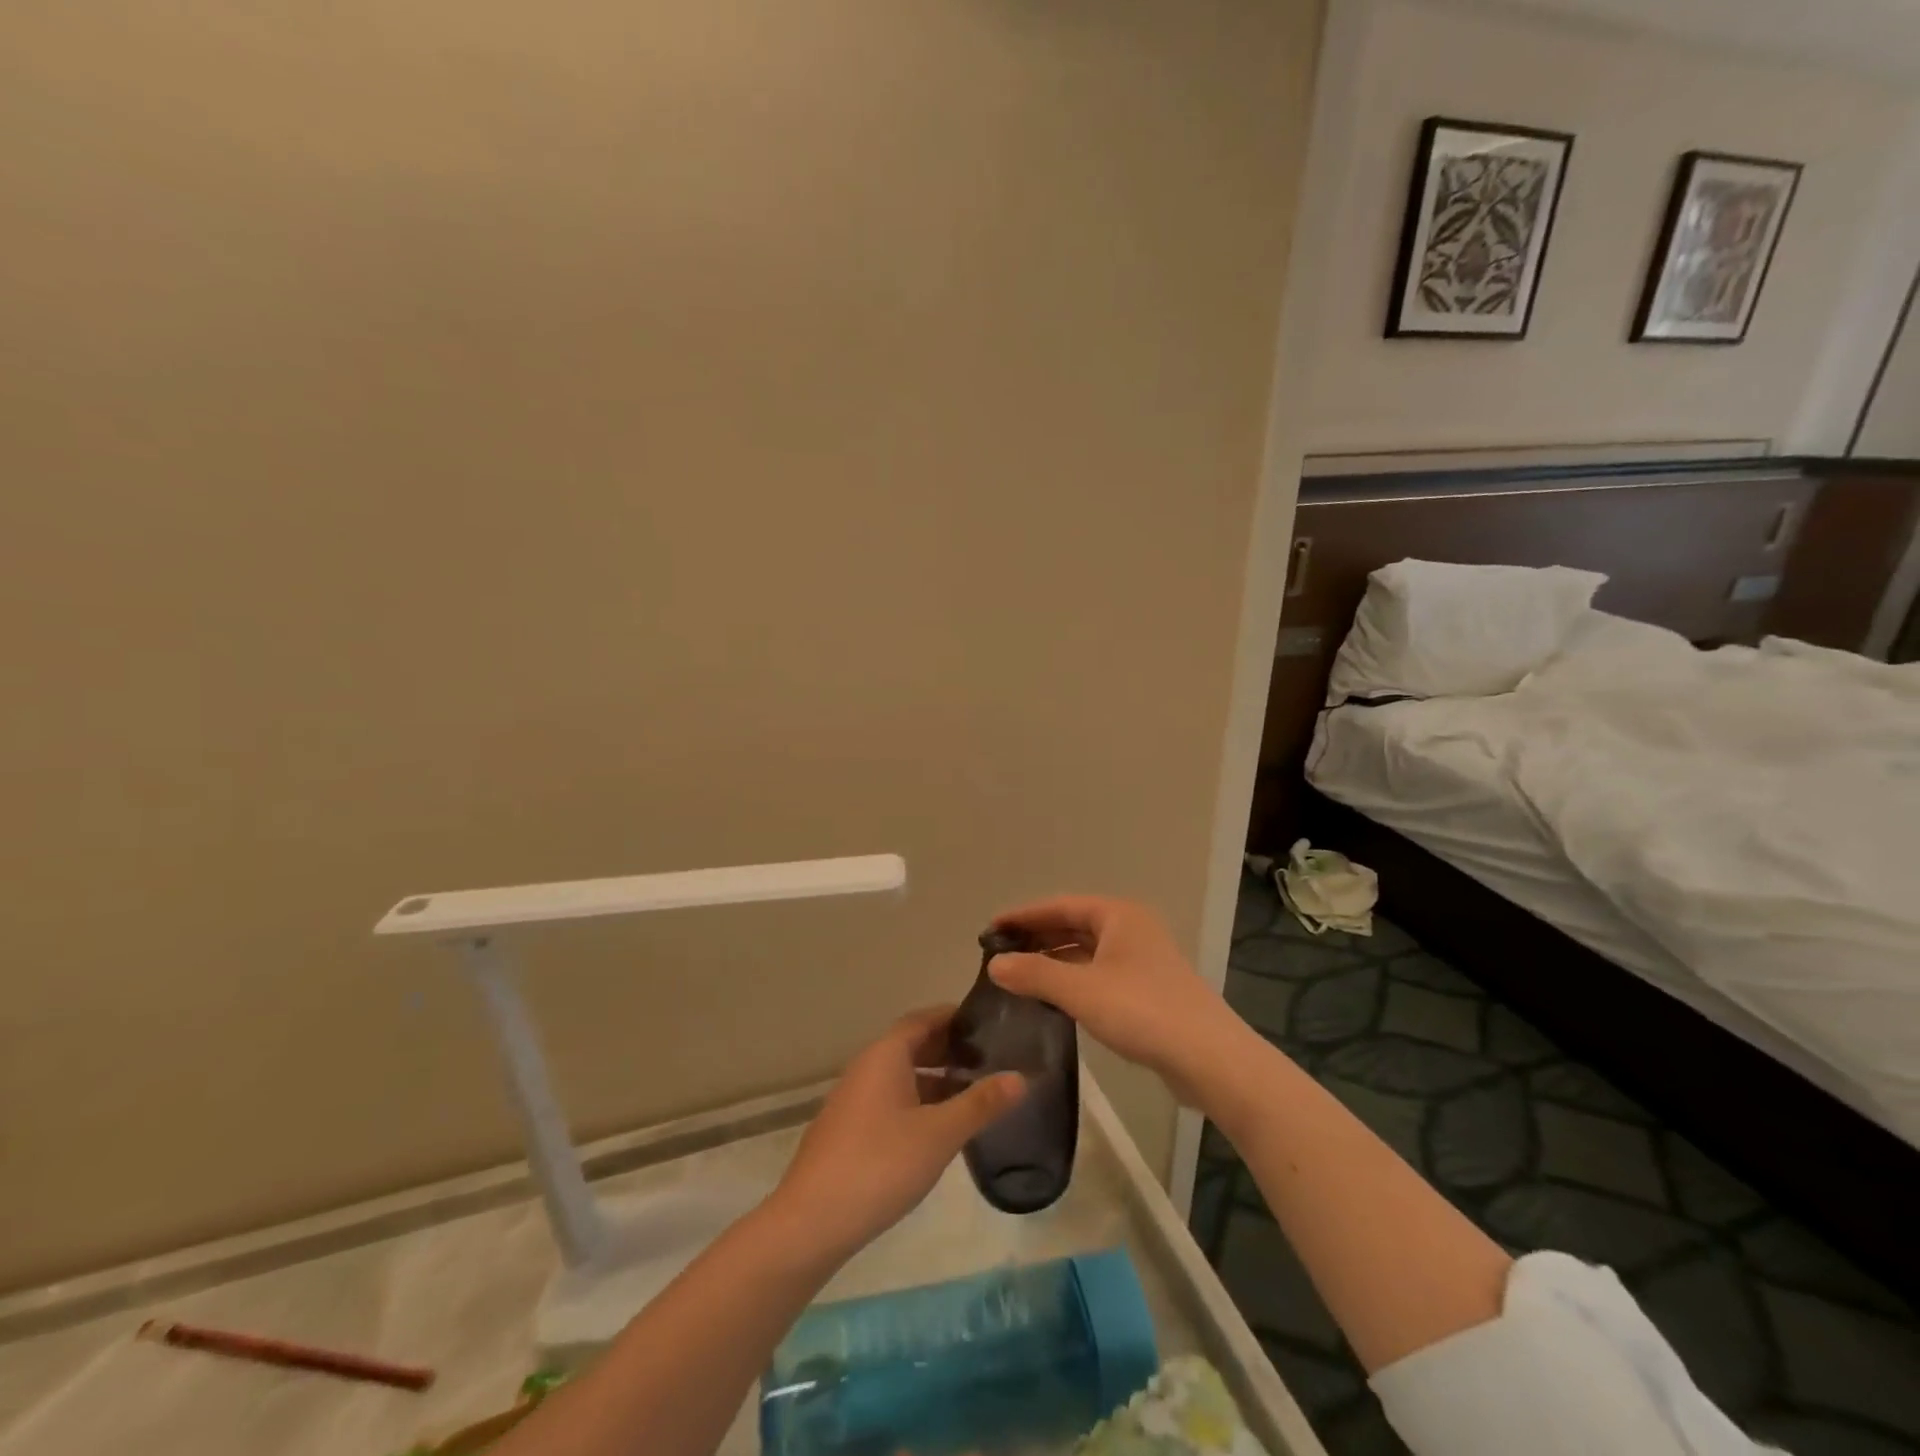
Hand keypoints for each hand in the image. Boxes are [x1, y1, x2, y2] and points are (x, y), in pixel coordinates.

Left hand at [770, 1007, 1026, 1262]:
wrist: (811, 1222)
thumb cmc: (881, 1164)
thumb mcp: (940, 1133)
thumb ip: (981, 1103)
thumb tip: (1021, 1076)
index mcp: (885, 1054)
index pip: (923, 1019)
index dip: (954, 1017)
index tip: (987, 1023)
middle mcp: (866, 1067)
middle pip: (911, 1044)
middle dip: (948, 1048)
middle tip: (988, 1058)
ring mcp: (853, 1099)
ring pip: (900, 1074)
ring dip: (934, 1078)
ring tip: (971, 1093)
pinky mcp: (847, 1129)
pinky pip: (889, 1098)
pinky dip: (916, 1100)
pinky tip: (937, 1128)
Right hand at [987, 896, 1249, 1103]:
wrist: (1210, 1059)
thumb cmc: (1142, 1011)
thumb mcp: (1080, 990)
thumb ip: (1035, 974)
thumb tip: (995, 964)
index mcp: (1118, 915)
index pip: (1060, 905)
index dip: (1023, 916)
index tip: (990, 929)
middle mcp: (1131, 929)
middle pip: (1074, 926)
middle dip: (1037, 938)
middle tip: (999, 955)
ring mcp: (1142, 960)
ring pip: (1087, 952)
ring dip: (1054, 962)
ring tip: (1018, 978)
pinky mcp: (1147, 990)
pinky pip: (1099, 975)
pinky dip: (1073, 981)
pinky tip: (1052, 1000)